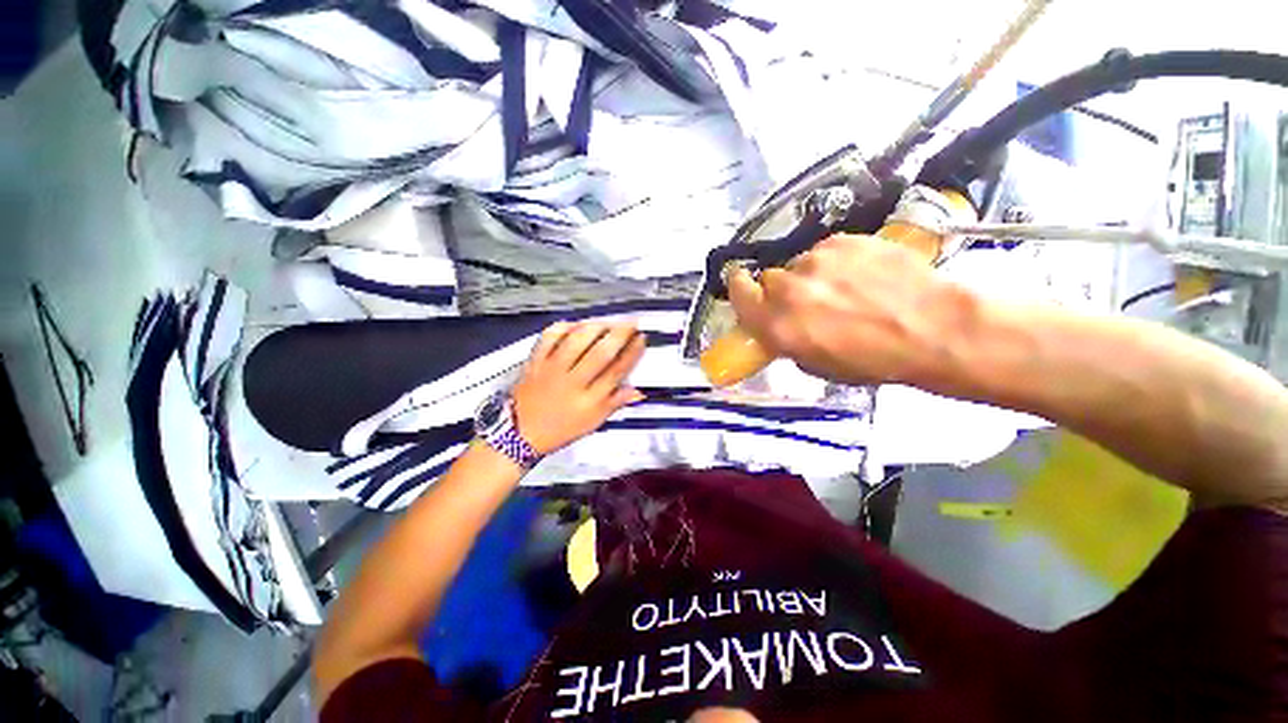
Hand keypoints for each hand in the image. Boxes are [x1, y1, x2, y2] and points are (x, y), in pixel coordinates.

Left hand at [511, 322, 646, 454]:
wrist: (520, 433)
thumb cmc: (561, 429)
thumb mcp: (593, 422)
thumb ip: (615, 403)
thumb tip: (638, 390)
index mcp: (590, 400)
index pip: (617, 371)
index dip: (632, 352)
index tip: (641, 338)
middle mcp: (573, 382)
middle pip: (601, 353)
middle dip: (620, 334)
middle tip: (631, 323)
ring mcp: (552, 368)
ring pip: (577, 340)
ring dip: (596, 327)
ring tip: (608, 322)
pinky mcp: (535, 360)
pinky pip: (550, 337)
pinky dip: (564, 326)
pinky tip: (576, 324)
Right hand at [727, 234, 978, 386]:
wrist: (934, 328)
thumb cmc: (873, 360)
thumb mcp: (815, 364)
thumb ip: (784, 339)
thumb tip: (777, 324)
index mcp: (778, 324)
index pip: (738, 292)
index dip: (739, 288)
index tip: (743, 287)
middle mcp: (790, 289)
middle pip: (769, 278)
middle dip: (782, 289)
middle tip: (807, 301)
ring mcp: (817, 260)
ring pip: (800, 263)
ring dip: (811, 275)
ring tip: (843, 288)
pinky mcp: (845, 240)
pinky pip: (826, 250)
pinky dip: (836, 261)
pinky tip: (861, 274)